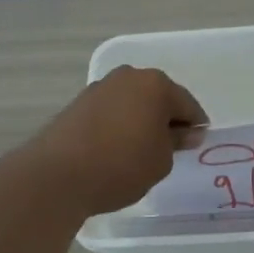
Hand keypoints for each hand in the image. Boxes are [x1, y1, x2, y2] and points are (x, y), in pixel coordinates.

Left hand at [21, 66, 208, 215]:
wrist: (58, 175)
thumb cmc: (122, 166)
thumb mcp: (161, 161)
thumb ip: (176, 142)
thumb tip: (184, 133)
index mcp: (156, 85)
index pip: (188, 105)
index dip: (195, 127)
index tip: (195, 147)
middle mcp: (128, 77)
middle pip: (158, 98)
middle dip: (167, 120)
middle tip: (170, 149)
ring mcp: (100, 88)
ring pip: (133, 103)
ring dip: (141, 121)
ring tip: (141, 152)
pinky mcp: (78, 103)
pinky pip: (111, 112)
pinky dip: (119, 125)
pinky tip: (117, 149)